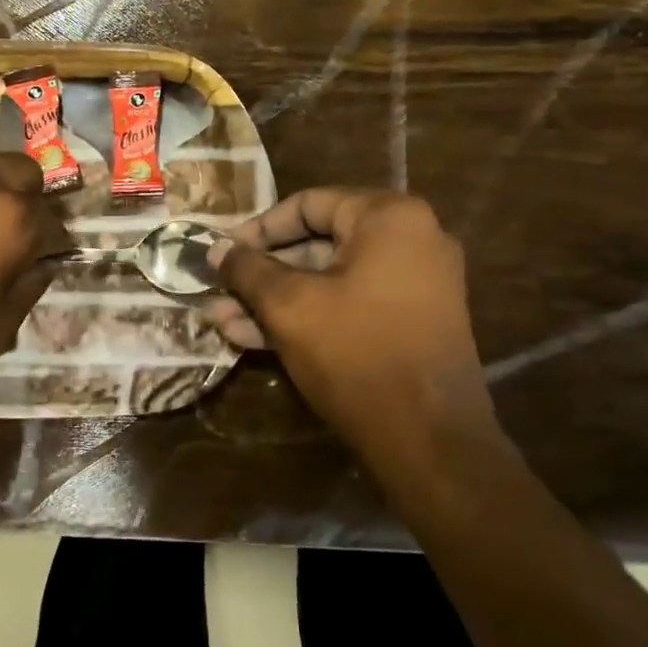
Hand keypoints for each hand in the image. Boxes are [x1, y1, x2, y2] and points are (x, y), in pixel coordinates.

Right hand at [206, 189, 507, 479]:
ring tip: (223, 321)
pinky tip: (253, 338)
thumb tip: (216, 250)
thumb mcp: (290, 306)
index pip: (308, 204)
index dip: (257, 229)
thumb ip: (248, 270)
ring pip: (329, 280)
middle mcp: (411, 240)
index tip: (222, 253)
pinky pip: (350, 305)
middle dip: (262, 274)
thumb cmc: (356, 354)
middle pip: (318, 244)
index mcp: (389, 218)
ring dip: (276, 300)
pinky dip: (308, 317)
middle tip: (219, 292)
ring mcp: (415, 284)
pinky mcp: (410, 323)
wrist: (431, 441)